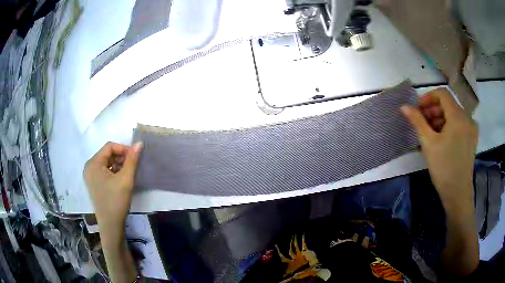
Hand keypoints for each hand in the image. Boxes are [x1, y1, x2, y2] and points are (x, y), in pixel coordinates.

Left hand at [83, 142, 142, 234]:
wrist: (111, 224)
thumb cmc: (116, 201)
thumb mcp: (126, 179)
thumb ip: (132, 160)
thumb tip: (139, 143)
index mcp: (93, 163)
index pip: (109, 147)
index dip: (123, 149)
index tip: (135, 157)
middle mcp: (89, 167)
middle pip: (107, 154)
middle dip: (121, 157)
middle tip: (132, 166)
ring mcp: (90, 176)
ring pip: (106, 162)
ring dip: (118, 164)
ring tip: (128, 173)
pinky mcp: (93, 183)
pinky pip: (104, 171)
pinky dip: (113, 171)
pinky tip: (121, 179)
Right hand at [400, 88, 477, 206]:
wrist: (458, 193)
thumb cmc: (443, 168)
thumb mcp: (428, 143)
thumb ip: (417, 121)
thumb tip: (404, 107)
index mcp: (458, 116)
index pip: (442, 94)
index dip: (428, 97)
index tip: (418, 109)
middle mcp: (468, 118)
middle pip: (448, 104)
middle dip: (433, 110)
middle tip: (422, 123)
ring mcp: (472, 129)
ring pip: (454, 114)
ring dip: (440, 118)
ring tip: (430, 132)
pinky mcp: (472, 138)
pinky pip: (459, 124)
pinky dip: (449, 126)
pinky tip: (441, 138)